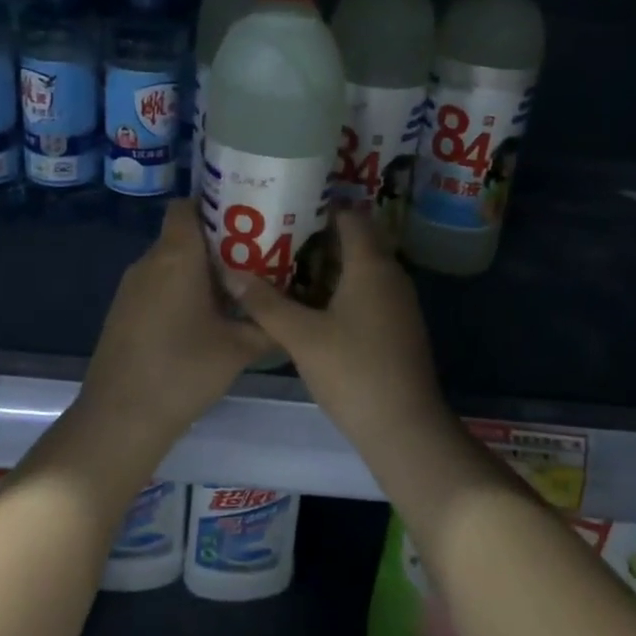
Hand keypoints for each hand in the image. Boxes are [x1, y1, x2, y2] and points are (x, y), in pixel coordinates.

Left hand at [78, 199, 272, 444]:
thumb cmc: (184, 371)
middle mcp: (149, 262)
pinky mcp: (123, 311)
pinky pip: (157, 284)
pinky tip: (204, 320)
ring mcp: (131, 287)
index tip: (247, 222)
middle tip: (255, 260)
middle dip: (218, 243)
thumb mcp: (240, 348)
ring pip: (170, 261)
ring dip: (199, 270)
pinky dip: (180, 290)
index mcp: (176, 256)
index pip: (187, 206)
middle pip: (183, 234)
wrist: (121, 418)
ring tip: (236, 291)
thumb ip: (270, 324)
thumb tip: (293, 313)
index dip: (215, 206)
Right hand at [223, 210, 448, 448]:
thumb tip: (231, 273)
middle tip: (274, 240)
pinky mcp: (397, 327)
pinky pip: (367, 293)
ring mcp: (398, 303)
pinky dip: (340, 291)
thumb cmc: (353, 372)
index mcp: (371, 265)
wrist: (404, 427)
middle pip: (355, 242)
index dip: (319, 208)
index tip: (285, 209)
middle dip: (316, 238)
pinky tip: (310, 308)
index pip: (350, 216)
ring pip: (360, 270)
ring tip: (283, 270)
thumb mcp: (301, 337)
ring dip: (326, 267)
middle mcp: (391, 275)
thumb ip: (265, 304)